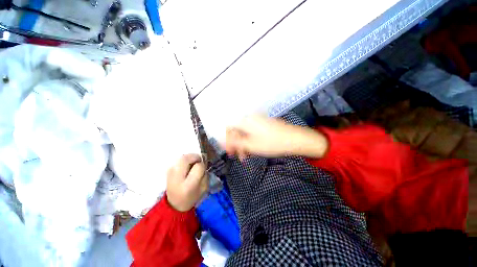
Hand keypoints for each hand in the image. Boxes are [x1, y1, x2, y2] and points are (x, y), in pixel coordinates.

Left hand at [166, 154, 207, 211]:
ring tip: (193, 164)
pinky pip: (179, 159)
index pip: (198, 167)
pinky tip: (187, 166)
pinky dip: (186, 159)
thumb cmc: (192, 196)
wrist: (174, 203)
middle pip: (187, 158)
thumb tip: (203, 161)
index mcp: (188, 185)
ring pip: (182, 157)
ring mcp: (170, 172)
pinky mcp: (168, 169)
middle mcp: (177, 177)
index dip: (202, 165)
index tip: (203, 168)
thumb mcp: (203, 188)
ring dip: (190, 157)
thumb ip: (205, 174)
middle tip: (199, 161)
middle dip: (195, 157)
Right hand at [225, 115, 328, 158]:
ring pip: (244, 132)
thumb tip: (222, 140)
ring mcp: (258, 120)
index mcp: (245, 121)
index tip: (228, 150)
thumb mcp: (251, 145)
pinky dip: (250, 141)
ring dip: (243, 144)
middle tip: (236, 155)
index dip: (226, 139)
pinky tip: (252, 150)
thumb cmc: (272, 143)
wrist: (295, 139)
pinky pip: (252, 132)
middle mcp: (250, 118)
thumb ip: (235, 142)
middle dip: (235, 143)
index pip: (228, 128)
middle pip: (237, 131)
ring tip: (245, 156)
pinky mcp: (263, 124)